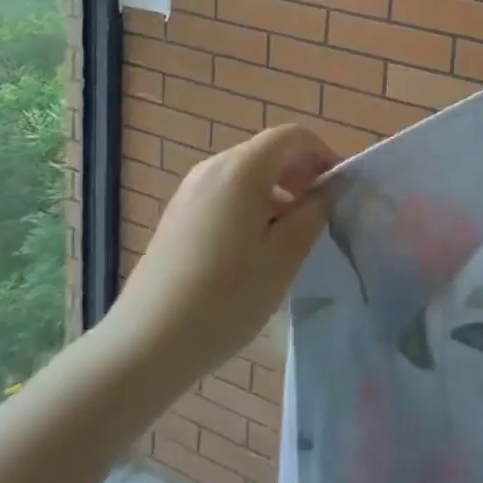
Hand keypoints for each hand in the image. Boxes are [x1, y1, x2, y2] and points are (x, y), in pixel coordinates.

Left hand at [102, 125, 335, 391]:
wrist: (144, 346)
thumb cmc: (225, 298)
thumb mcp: (285, 256)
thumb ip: (315, 211)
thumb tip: (332, 185)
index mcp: (242, 169)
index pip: (293, 136)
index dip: (323, 154)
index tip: (338, 190)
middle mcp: (213, 167)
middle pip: (269, 151)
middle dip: (301, 173)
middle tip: (319, 213)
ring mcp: (190, 191)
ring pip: (247, 173)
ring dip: (278, 190)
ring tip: (290, 235)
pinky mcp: (178, 215)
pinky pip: (226, 192)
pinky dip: (251, 204)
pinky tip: (254, 248)